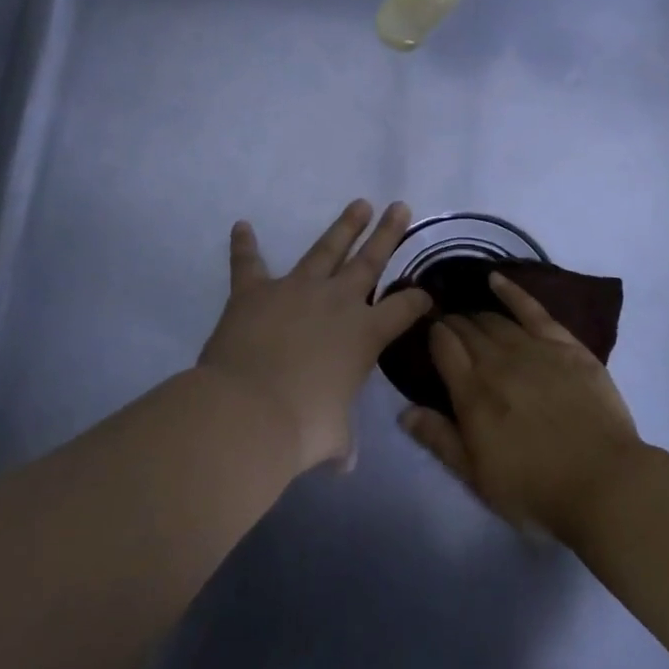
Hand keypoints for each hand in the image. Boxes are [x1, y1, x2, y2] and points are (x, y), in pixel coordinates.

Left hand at [199, 199, 430, 473]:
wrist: (249, 412)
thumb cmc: (303, 427)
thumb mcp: (332, 438)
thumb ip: (341, 443)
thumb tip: (344, 464)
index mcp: (366, 335)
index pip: (405, 309)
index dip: (419, 300)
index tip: (427, 293)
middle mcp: (338, 302)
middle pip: (370, 260)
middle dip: (388, 233)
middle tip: (400, 206)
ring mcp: (296, 290)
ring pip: (325, 248)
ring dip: (343, 226)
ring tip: (359, 204)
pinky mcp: (254, 292)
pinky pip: (249, 263)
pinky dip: (244, 246)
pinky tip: (241, 226)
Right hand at [398, 272, 645, 541]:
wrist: (604, 482)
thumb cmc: (535, 488)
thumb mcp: (477, 477)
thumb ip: (440, 440)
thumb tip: (404, 412)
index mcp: (472, 393)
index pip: (443, 347)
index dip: (432, 335)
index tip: (427, 333)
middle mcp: (498, 362)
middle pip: (467, 330)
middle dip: (452, 323)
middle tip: (445, 325)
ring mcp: (535, 349)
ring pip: (496, 320)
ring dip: (477, 315)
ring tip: (468, 316)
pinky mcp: (567, 346)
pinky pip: (534, 310)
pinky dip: (512, 292)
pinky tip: (496, 280)